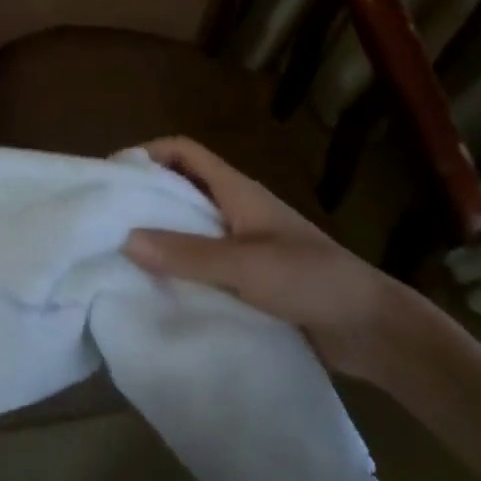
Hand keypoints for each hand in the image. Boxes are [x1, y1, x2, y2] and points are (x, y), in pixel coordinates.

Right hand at [121, 136, 425, 381]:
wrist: (371, 329)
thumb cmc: (309, 279)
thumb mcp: (244, 265)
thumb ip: (187, 253)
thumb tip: (126, 238)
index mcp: (237, 191)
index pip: (185, 151)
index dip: (150, 152)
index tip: (115, 174)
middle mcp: (236, 210)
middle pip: (183, 188)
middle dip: (147, 197)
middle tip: (109, 217)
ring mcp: (245, 244)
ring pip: (192, 228)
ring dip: (162, 236)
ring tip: (123, 254)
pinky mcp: (251, 278)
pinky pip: (205, 263)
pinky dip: (181, 268)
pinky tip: (159, 289)